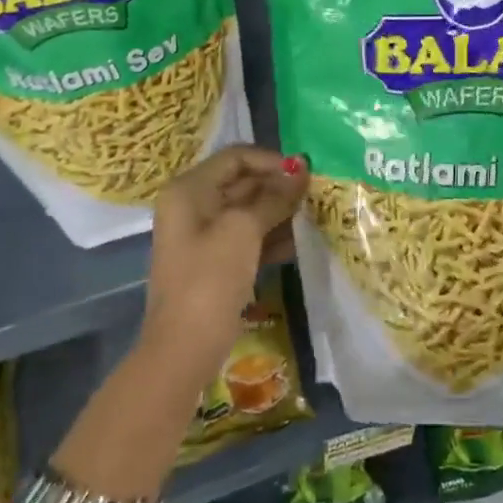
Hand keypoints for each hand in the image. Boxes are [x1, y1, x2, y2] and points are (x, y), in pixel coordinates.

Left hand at [142, 146, 308, 372]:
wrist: (185, 345)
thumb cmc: (210, 278)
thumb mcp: (243, 231)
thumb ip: (273, 198)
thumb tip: (300, 170)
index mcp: (189, 190)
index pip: (235, 158)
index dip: (271, 161)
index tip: (306, 172)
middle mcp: (193, 207)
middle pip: (242, 183)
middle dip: (278, 186)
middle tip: (317, 194)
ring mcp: (203, 237)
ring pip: (248, 212)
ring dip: (279, 212)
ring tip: (314, 216)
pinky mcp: (216, 263)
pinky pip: (247, 238)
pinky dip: (271, 237)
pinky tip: (298, 243)